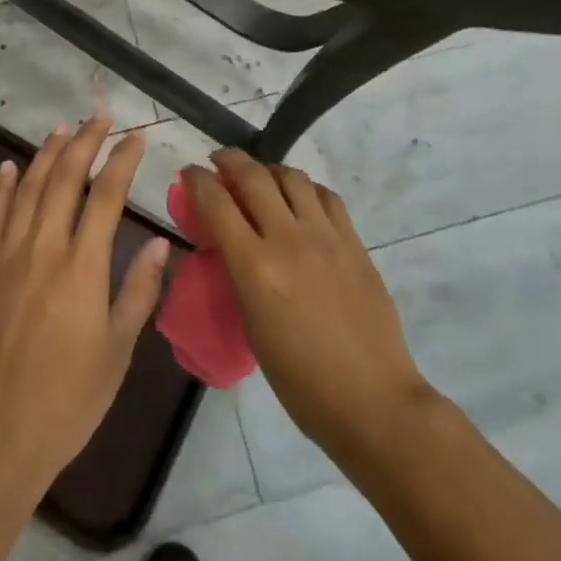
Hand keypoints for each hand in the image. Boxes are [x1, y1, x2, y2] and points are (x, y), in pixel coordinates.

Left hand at [0, 115, 169, 495]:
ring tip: (63, 128)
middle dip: (85, 142)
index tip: (135, 136)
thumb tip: (159, 240)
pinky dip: (1, 188)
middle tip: (99, 115)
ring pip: (27, 190)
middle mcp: (42, 249)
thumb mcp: (117, 351)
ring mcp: (4, 257)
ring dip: (46, 155)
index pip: (106, 197)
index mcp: (82, 269)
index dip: (122, 161)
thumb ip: (138, 290)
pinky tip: (9, 166)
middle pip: (64, 180)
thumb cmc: (67, 401)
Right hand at [186, 149, 435, 464]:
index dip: (196, 180)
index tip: (188, 173)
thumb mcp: (252, 328)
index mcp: (256, 268)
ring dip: (269, 169)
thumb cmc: (301, 381)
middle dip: (229, 160)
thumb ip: (239, 278)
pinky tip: (300, 200)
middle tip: (218, 162)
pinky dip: (305, 188)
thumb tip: (229, 248)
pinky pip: (326, 196)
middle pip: (253, 176)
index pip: (216, 203)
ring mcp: (326, 236)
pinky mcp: (354, 242)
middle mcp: (289, 239)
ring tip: (261, 179)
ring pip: (292, 176)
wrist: (373, 400)